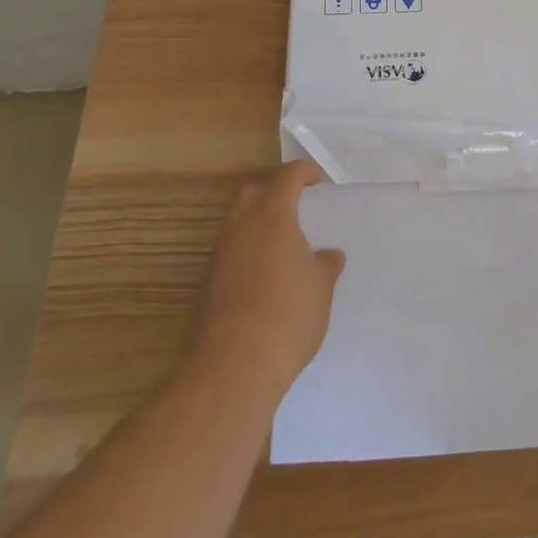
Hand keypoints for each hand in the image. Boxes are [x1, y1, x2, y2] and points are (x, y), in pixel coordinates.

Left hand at [189, 161, 344, 396]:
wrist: (233, 365)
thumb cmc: (287, 315)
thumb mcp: (320, 288)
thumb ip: (325, 266)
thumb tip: (330, 255)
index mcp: (273, 214)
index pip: (287, 177)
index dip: (303, 172)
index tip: (317, 177)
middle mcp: (241, 225)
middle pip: (252, 191)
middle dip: (271, 189)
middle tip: (293, 202)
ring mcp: (220, 254)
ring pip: (235, 221)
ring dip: (256, 221)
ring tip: (280, 240)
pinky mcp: (207, 283)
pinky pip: (229, 250)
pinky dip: (246, 249)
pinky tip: (264, 272)